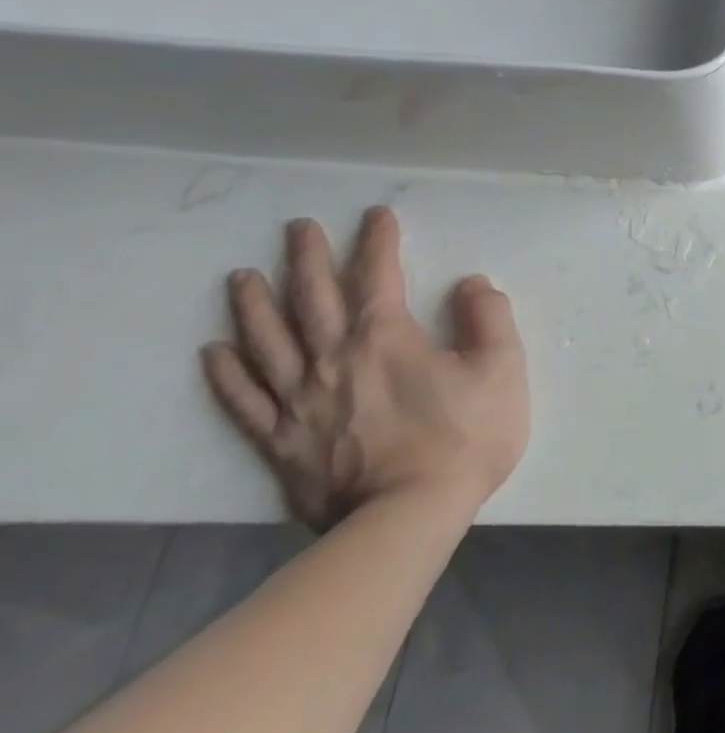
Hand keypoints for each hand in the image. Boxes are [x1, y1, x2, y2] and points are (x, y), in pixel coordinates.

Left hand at [201, 206, 528, 531]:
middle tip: (298, 228)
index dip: (377, 242)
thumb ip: (489, 319)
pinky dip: (227, 373)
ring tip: (242, 277)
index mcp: (387, 339)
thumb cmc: (464, 437)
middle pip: (312, 300)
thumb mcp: (502, 369)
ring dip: (254, 305)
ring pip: (268, 342)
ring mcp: (299, 402)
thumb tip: (471, 284)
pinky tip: (215, 352)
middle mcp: (334, 360)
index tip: (376, 216)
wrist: (408, 516)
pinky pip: (244, 400)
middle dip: (306, 259)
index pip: (377, 277)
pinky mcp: (280, 442)